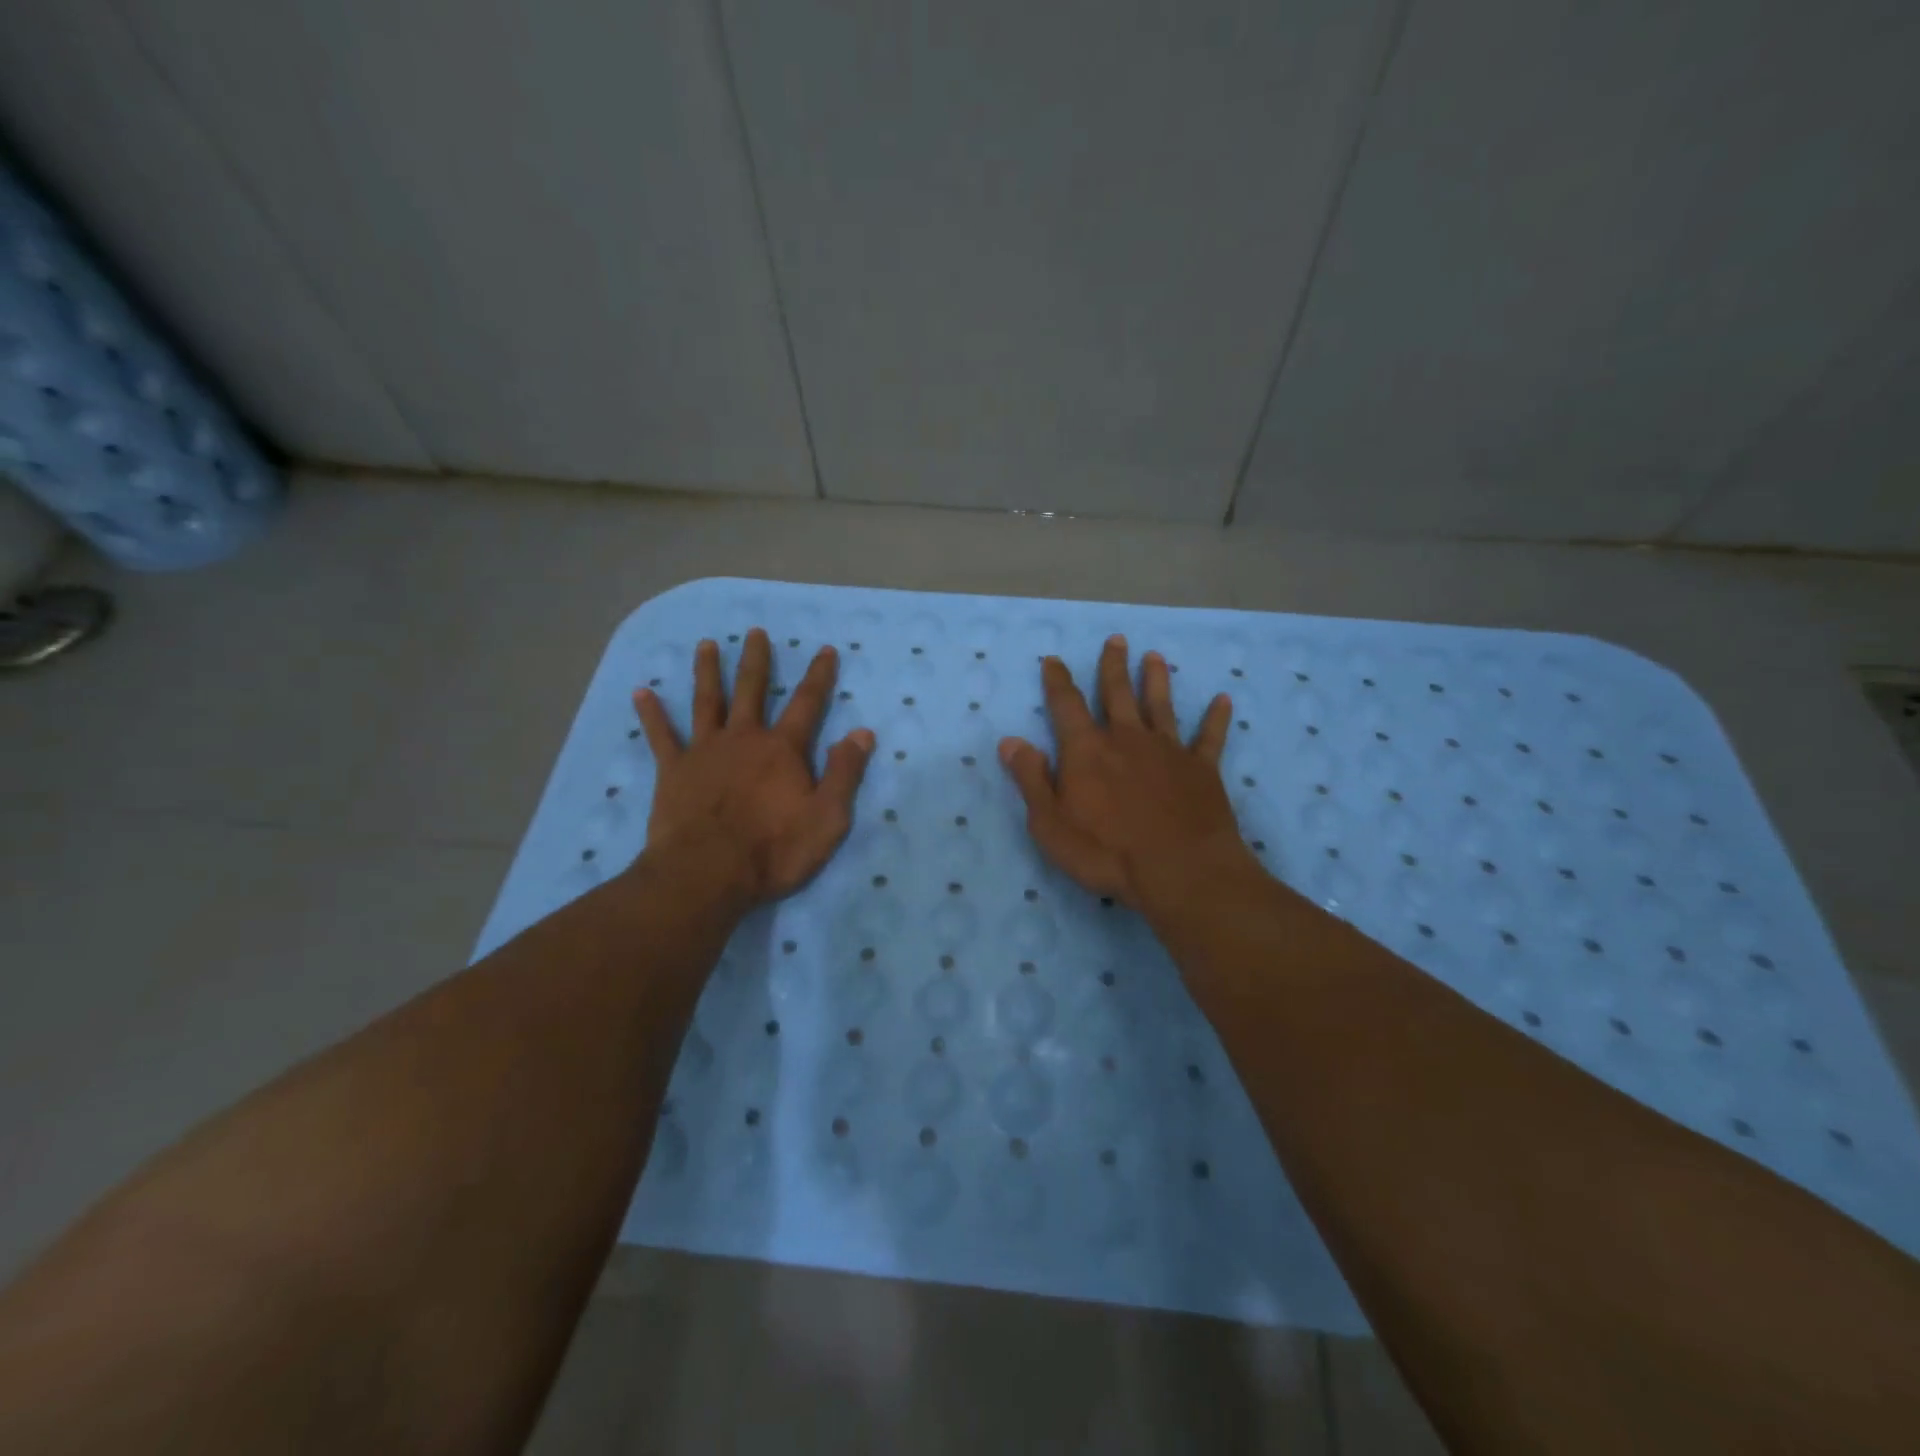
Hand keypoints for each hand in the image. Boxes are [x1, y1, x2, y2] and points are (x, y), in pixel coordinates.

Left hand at [634, 628, 873, 902]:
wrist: (706, 874)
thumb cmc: (773, 849)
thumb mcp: (827, 818)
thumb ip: (845, 772)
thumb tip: (862, 732)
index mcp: (782, 749)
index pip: (807, 703)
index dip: (819, 676)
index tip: (825, 649)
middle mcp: (743, 738)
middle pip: (751, 690)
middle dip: (756, 660)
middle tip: (755, 632)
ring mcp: (704, 751)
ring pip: (706, 701)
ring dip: (707, 671)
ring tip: (706, 645)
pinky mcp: (673, 771)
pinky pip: (660, 736)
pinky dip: (651, 714)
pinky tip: (641, 692)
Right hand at [999, 635, 1259, 910]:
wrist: (1180, 871)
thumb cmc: (1106, 852)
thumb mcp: (1050, 824)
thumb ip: (1031, 779)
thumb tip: (1010, 741)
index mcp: (1087, 750)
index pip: (1067, 705)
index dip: (1058, 681)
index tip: (1054, 660)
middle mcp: (1127, 739)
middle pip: (1118, 694)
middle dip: (1113, 666)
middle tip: (1116, 640)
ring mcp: (1168, 751)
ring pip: (1161, 705)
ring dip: (1157, 680)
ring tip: (1155, 657)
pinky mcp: (1202, 769)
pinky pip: (1209, 737)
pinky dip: (1216, 718)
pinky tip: (1223, 700)